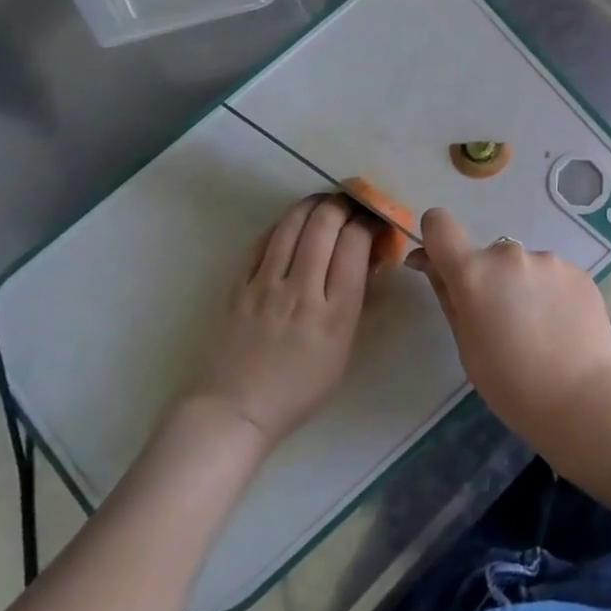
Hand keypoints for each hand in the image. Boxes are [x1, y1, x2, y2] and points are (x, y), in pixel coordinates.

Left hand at [186, 195, 375, 450]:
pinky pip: (263, 241)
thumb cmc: (300, 387)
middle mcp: (302, 290)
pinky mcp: (238, 284)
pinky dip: (283, 224)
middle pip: (324, 224)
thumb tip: (370, 260)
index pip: (355, 243)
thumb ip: (359, 301)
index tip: (374, 220)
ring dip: (313, 204)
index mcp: (335, 312)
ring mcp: (266, 284)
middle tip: (352, 202)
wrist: (236, 409)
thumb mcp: (344, 349)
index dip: (368, 222)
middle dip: (343, 203)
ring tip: (325, 202)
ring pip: (292, 224)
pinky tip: (293, 223)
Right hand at [409, 208, 610, 451]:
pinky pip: (552, 275)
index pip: (439, 225)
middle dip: (489, 280)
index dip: (435, 238)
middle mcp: (510, 254)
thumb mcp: (466, 345)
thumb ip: (447, 295)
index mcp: (474, 273)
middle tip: (502, 324)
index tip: (442, 264)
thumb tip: (427, 261)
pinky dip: (550, 294)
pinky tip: (562, 328)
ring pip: (523, 267)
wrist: (585, 399)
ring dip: (522, 287)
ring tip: (539, 331)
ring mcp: (548, 260)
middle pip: (487, 256)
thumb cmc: (512, 384)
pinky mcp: (578, 271)